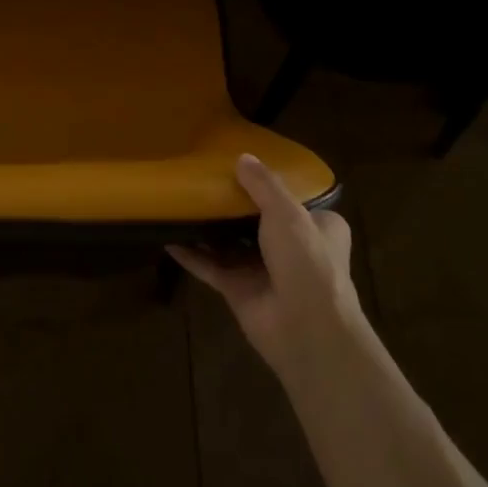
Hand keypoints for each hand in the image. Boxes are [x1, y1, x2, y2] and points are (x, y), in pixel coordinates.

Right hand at [168, 154, 368, 386]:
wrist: (306, 329)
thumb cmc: (307, 261)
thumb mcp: (288, 212)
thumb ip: (263, 185)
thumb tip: (242, 157)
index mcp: (319, 228)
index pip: (295, 201)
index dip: (272, 186)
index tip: (245, 168)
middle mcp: (294, 249)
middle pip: (258, 221)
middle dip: (234, 206)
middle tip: (205, 179)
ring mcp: (264, 272)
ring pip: (232, 244)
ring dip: (210, 228)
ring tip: (182, 201)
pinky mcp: (239, 291)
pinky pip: (210, 267)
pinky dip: (191, 255)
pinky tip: (168, 237)